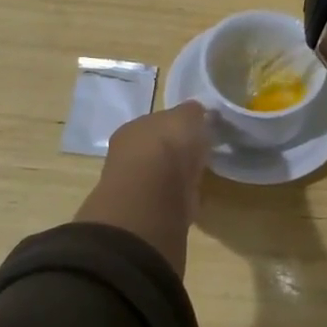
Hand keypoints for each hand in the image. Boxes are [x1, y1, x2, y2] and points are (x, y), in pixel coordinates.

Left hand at [73, 102, 211, 274]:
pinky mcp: (147, 213)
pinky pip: (169, 199)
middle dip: (174, 152)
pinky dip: (180, 199)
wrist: (152, 199)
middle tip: (199, 154)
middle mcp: (128, 155)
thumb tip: (198, 113)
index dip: (177, 126)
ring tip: (198, 178)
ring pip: (161, 176)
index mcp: (133, 128)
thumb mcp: (187, 117)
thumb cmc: (167, 148)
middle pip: (156, 149)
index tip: (197, 131)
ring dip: (176, 177)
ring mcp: (136, 187)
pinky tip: (193, 199)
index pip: (157, 122)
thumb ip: (192, 112)